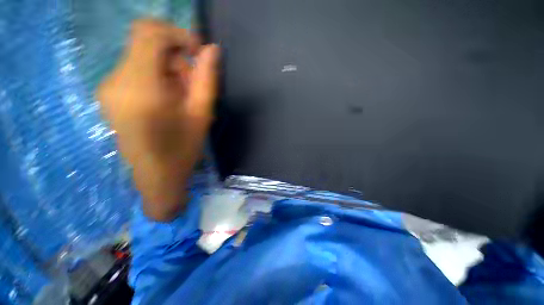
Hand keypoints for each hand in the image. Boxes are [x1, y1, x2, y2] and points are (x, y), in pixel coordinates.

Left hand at [97, 19, 219, 220]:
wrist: (156, 175)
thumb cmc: (183, 148)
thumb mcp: (202, 114)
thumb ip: (207, 79)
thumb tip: (212, 50)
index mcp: (140, 87)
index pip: (150, 34)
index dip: (177, 34)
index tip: (197, 52)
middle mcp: (116, 80)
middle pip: (145, 42)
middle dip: (174, 56)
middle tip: (192, 85)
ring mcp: (108, 86)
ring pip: (141, 55)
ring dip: (167, 68)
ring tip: (181, 97)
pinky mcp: (109, 93)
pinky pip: (135, 69)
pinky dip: (156, 75)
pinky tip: (167, 99)